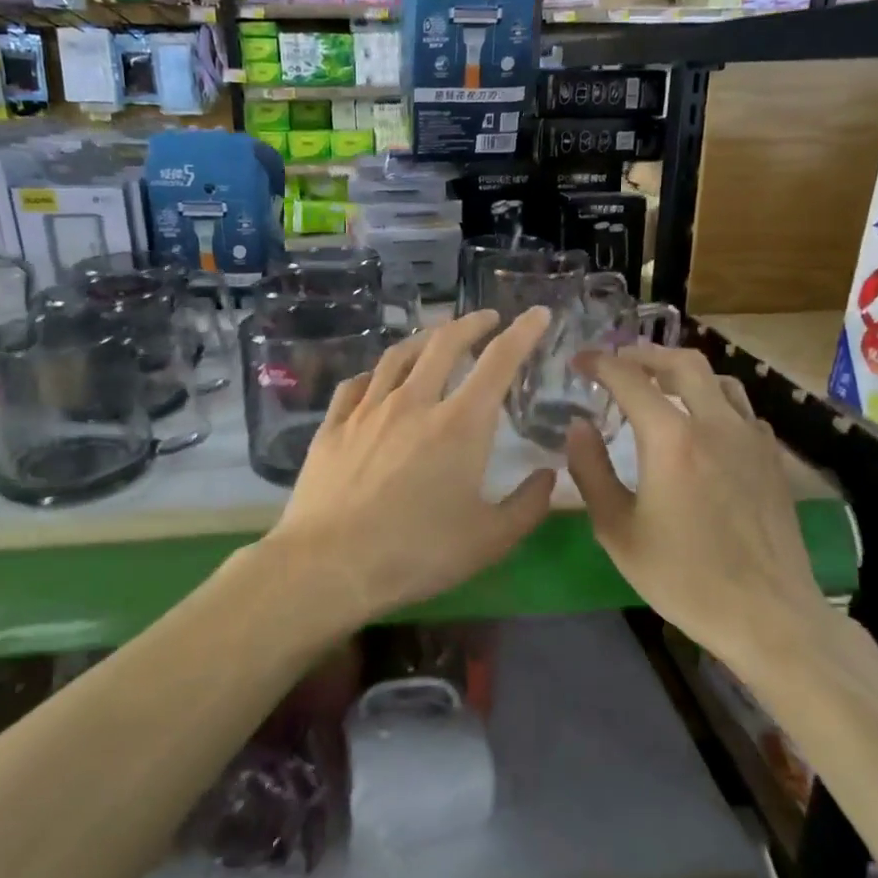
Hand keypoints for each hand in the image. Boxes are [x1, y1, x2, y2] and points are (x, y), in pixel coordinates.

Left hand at [268, 307, 557, 624]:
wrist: (329, 564)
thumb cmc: (417, 553)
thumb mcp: (490, 540)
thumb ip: (528, 504)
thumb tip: (548, 474)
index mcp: (460, 424)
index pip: (499, 361)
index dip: (523, 332)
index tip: (536, 314)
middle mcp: (414, 402)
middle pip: (444, 343)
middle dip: (472, 324)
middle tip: (487, 319)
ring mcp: (367, 410)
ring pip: (398, 356)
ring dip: (425, 339)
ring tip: (436, 337)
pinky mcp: (333, 426)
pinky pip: (357, 384)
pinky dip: (377, 373)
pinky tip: (378, 378)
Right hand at [565, 345, 826, 655]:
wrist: (768, 614)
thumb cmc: (683, 577)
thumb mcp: (617, 531)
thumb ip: (591, 471)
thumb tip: (579, 426)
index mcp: (671, 439)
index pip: (629, 379)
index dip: (600, 363)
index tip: (580, 360)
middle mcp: (715, 423)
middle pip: (682, 362)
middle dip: (645, 353)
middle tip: (619, 360)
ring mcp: (751, 437)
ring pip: (719, 379)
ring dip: (684, 371)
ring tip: (660, 383)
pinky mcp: (772, 458)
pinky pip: (741, 409)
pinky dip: (714, 400)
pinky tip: (704, 424)